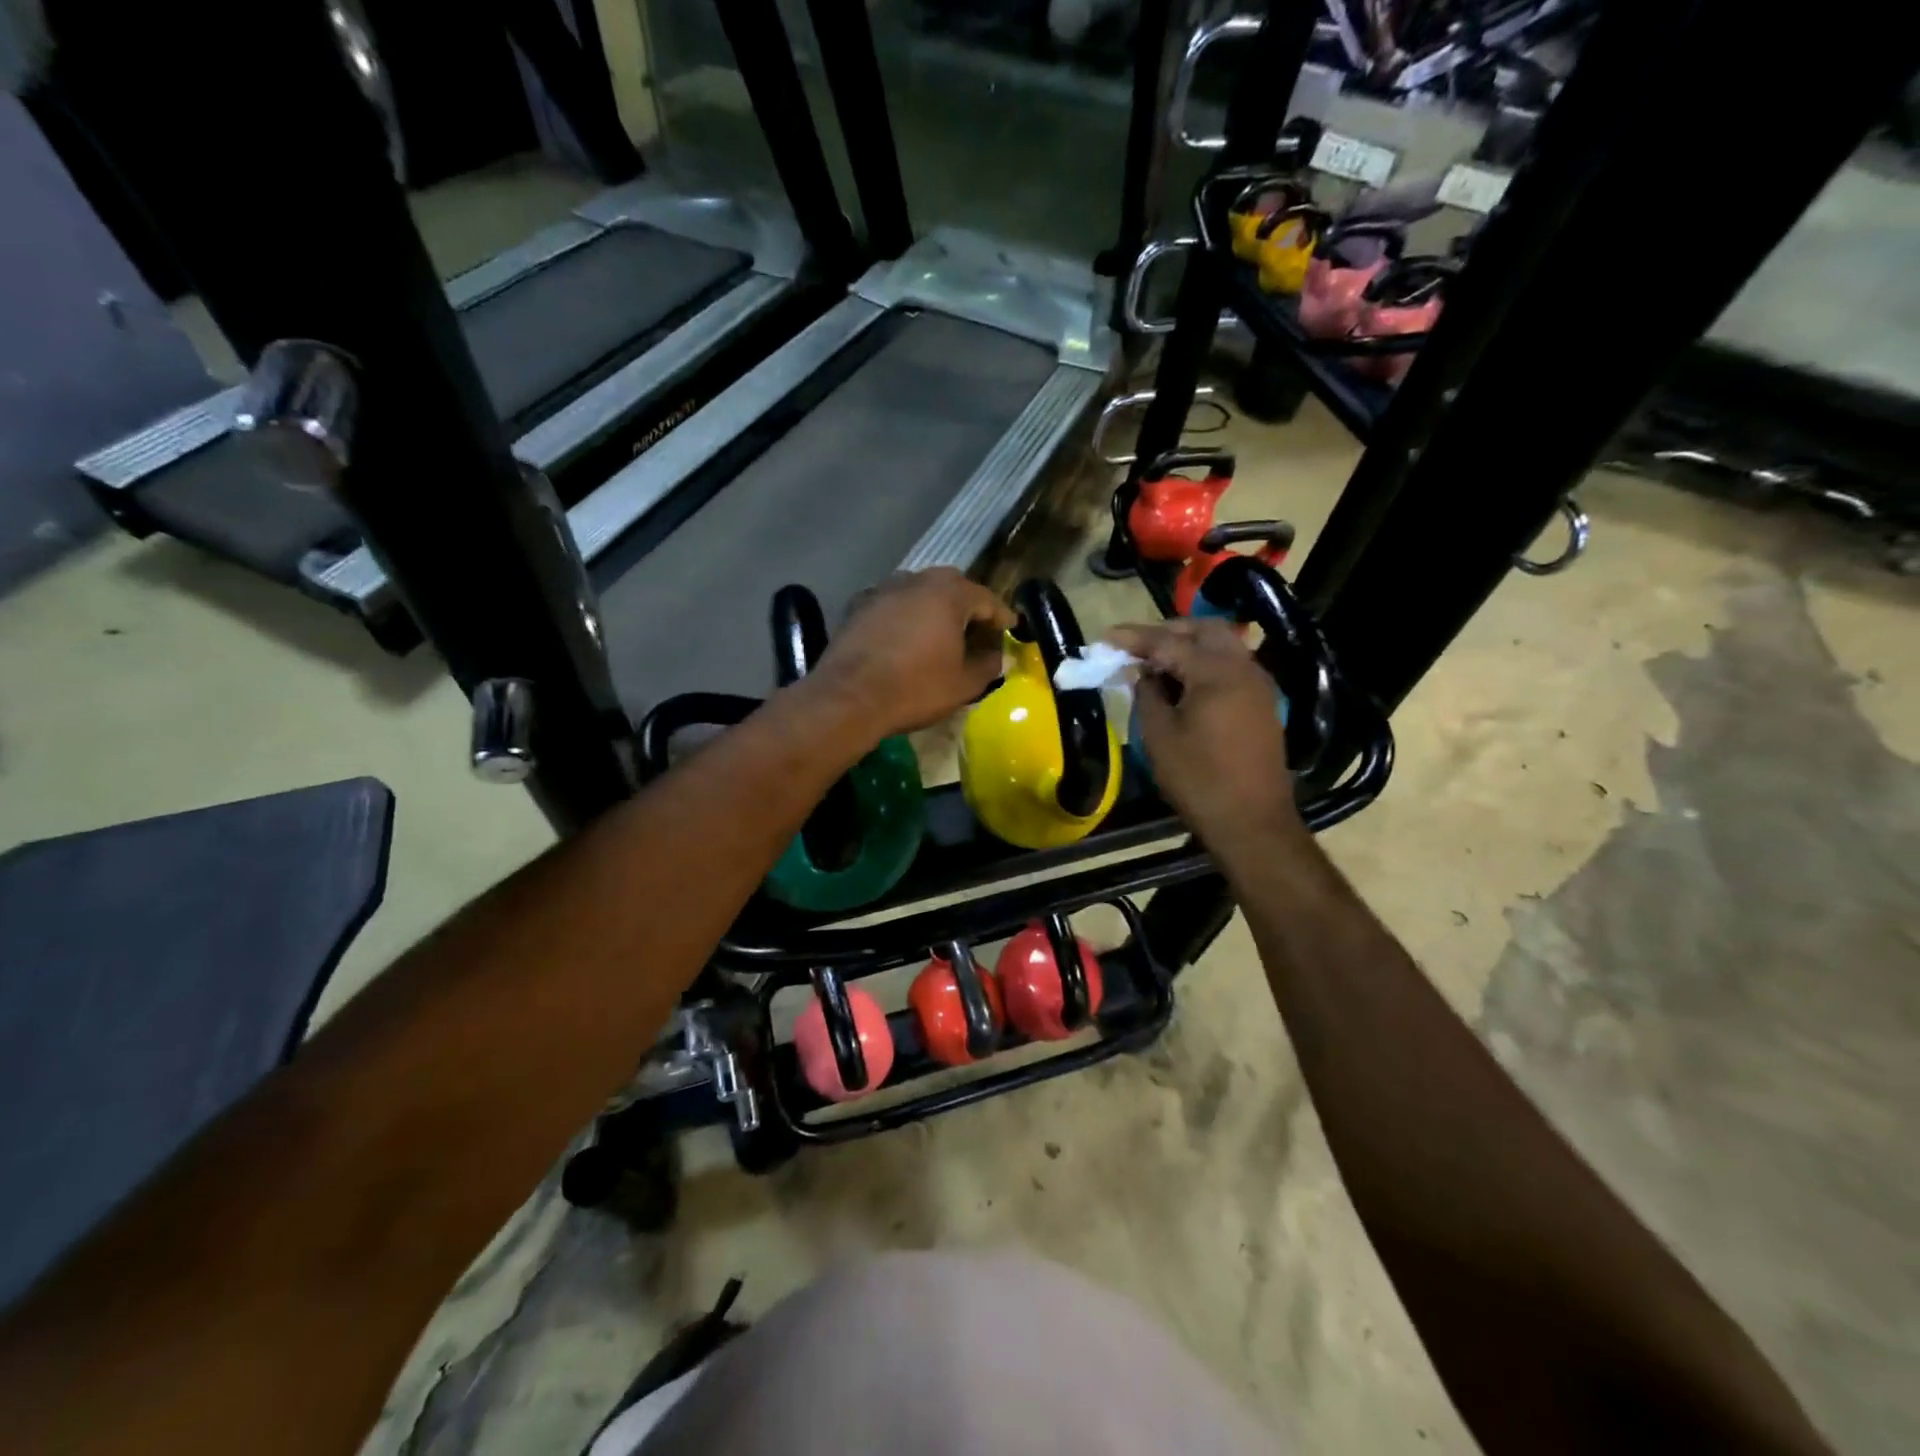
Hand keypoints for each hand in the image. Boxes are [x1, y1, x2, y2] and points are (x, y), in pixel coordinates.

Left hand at [812, 569, 1016, 739]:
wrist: (849, 697)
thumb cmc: (915, 688)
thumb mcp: (963, 684)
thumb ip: (988, 665)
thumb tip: (998, 656)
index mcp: (949, 594)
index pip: (986, 598)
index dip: (1002, 616)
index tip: (1011, 630)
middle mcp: (917, 580)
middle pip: (952, 587)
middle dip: (968, 606)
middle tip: (977, 631)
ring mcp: (884, 589)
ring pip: (919, 592)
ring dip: (934, 608)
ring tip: (941, 633)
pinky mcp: (858, 605)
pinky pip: (893, 604)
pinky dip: (905, 616)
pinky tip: (906, 637)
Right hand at [1105, 619, 1300, 847]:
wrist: (1252, 821)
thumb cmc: (1199, 780)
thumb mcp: (1159, 737)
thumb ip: (1148, 695)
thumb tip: (1143, 673)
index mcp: (1216, 674)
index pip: (1169, 642)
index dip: (1134, 637)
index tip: (1106, 637)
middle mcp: (1243, 668)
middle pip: (1204, 630)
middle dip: (1167, 631)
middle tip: (1135, 645)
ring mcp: (1258, 685)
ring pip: (1222, 645)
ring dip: (1188, 645)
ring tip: (1155, 662)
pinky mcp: (1262, 703)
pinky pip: (1231, 666)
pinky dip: (1205, 662)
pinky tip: (1183, 682)